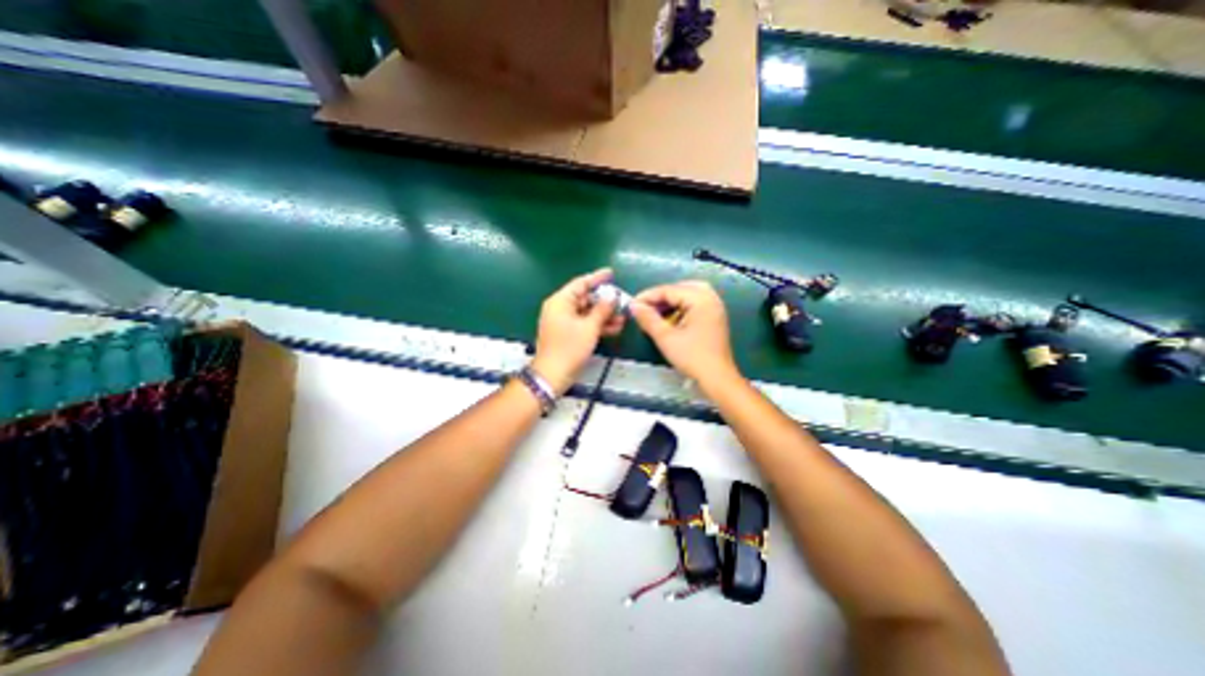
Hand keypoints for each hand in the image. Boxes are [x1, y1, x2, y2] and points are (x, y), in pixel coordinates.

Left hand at [531, 268, 625, 394]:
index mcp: (560, 301)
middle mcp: (560, 308)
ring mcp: (563, 322)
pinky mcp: (568, 334)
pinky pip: (585, 324)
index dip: (597, 278)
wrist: (553, 375)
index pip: (581, 283)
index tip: (611, 273)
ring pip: (587, 313)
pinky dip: (598, 325)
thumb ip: (602, 309)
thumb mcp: (589, 327)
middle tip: (622, 301)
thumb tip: (612, 296)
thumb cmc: (569, 348)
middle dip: (605, 301)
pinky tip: (615, 328)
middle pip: (585, 298)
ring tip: (623, 317)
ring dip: (604, 315)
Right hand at [626, 278, 738, 383]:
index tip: (632, 304)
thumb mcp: (665, 337)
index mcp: (700, 299)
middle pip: (681, 287)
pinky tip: (671, 319)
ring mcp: (715, 307)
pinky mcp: (715, 317)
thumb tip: (633, 305)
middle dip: (661, 296)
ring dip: (672, 301)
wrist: (717, 378)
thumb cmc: (692, 357)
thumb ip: (648, 318)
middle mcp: (711, 298)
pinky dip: (682, 307)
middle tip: (646, 307)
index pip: (669, 290)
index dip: (648, 296)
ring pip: (689, 294)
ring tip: (656, 312)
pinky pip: (696, 303)